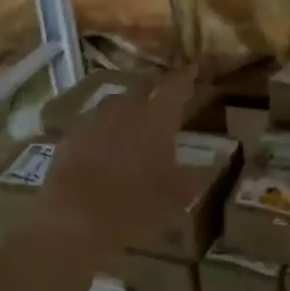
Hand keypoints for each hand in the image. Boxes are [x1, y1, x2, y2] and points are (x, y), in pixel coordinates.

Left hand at [26, 69, 197, 256]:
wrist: (73, 222)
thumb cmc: (136, 207)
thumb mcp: (178, 196)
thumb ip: (200, 173)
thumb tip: (219, 157)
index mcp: (157, 118)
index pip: (175, 86)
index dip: (186, 76)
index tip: (194, 68)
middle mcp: (125, 109)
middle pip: (142, 85)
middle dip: (156, 84)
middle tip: (165, 90)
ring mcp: (93, 120)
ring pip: (115, 102)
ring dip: (129, 103)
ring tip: (137, 114)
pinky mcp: (70, 137)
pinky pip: (93, 122)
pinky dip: (105, 126)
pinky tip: (107, 141)